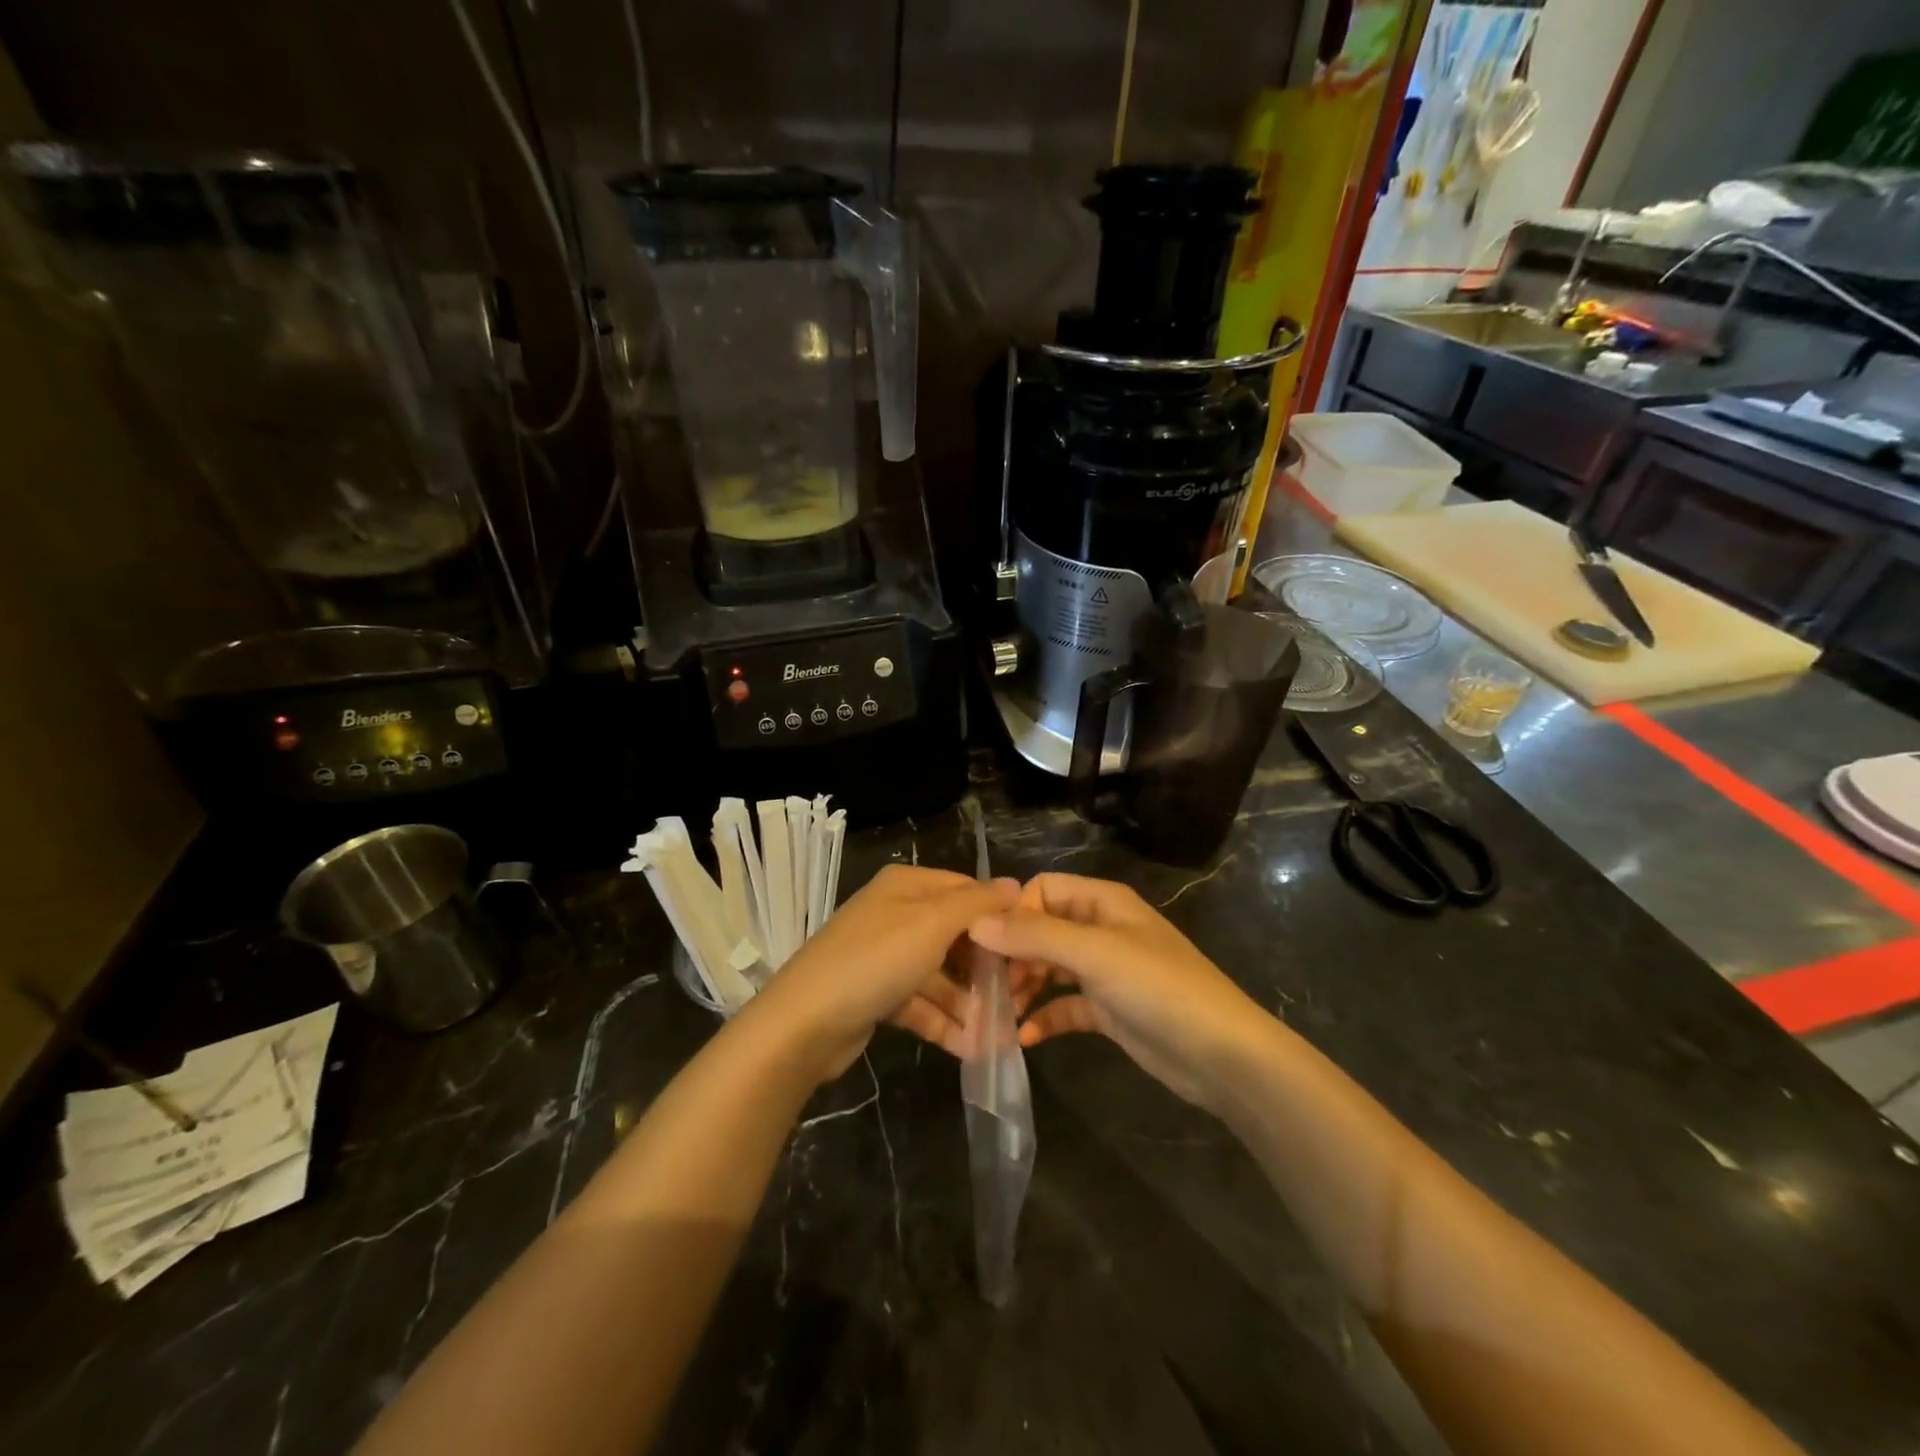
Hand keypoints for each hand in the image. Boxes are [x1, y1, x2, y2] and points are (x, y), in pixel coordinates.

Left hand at [745, 864, 1018, 1079]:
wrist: (803, 1024)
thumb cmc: (875, 960)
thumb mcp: (932, 923)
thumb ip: (976, 904)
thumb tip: (1015, 885)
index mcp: (907, 886)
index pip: (966, 891)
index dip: (999, 917)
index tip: (1031, 949)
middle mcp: (896, 914)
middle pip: (955, 935)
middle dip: (986, 969)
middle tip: (1019, 999)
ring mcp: (885, 956)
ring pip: (940, 974)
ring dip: (969, 1004)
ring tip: (1001, 1035)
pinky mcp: (878, 994)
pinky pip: (921, 1002)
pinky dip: (945, 1021)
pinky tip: (972, 1048)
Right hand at [969, 873, 1266, 1110]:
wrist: (1222, 1055)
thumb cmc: (1158, 988)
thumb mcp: (1094, 954)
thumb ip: (1035, 935)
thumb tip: (976, 922)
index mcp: (1102, 902)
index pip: (1042, 889)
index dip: (1014, 913)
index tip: (987, 948)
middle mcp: (1101, 929)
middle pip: (1042, 929)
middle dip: (1013, 955)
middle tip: (989, 987)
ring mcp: (1106, 971)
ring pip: (1050, 968)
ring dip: (1024, 987)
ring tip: (1000, 1014)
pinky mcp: (1109, 1010)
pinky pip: (1066, 1005)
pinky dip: (1045, 1017)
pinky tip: (1025, 1037)